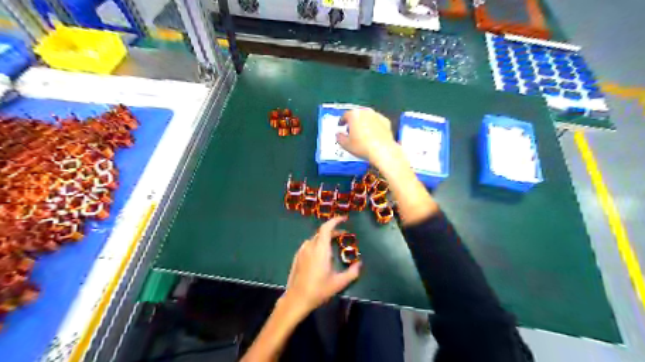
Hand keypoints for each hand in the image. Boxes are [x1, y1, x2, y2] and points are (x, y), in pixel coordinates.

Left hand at [282, 216, 360, 315]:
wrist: (296, 299)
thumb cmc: (319, 290)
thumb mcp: (339, 283)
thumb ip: (352, 272)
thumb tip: (359, 264)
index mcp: (320, 249)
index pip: (326, 228)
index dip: (335, 221)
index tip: (344, 219)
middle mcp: (310, 246)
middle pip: (321, 232)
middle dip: (333, 231)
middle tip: (343, 235)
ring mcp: (302, 251)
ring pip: (315, 238)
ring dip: (325, 238)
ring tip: (333, 244)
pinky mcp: (297, 257)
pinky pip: (309, 245)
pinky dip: (317, 244)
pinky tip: (320, 254)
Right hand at [336, 108, 400, 166]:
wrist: (382, 150)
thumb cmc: (362, 147)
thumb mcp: (346, 145)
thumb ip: (339, 137)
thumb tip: (338, 135)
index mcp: (354, 114)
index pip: (345, 115)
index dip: (342, 121)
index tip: (341, 125)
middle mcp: (366, 112)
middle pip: (357, 114)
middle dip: (353, 121)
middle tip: (351, 130)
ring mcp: (377, 115)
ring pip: (368, 117)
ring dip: (364, 123)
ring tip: (362, 132)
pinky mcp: (386, 121)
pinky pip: (377, 122)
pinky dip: (374, 126)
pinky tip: (373, 134)